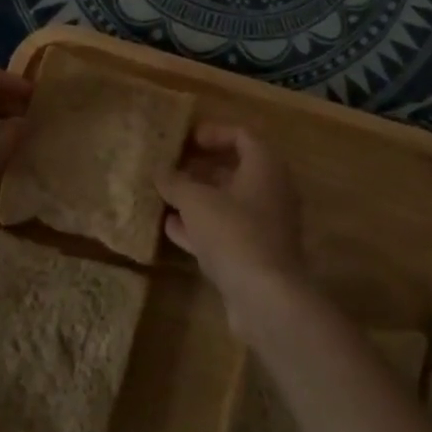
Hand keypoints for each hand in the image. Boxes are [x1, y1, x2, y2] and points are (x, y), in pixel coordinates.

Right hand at [157, 124, 306, 332]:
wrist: (266, 298)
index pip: (242, 136)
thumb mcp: (196, 201)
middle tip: (172, 167)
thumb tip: (159, 171)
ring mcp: (267, 225)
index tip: (186, 139)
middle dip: (202, 168)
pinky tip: (172, 228)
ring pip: (229, 202)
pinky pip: (227, 230)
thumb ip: (175, 182)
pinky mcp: (258, 255)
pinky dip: (202, 226)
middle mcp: (272, 190)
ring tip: (166, 196)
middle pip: (236, 169)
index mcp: (265, 166)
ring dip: (199, 198)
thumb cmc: (234, 233)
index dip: (213, 133)